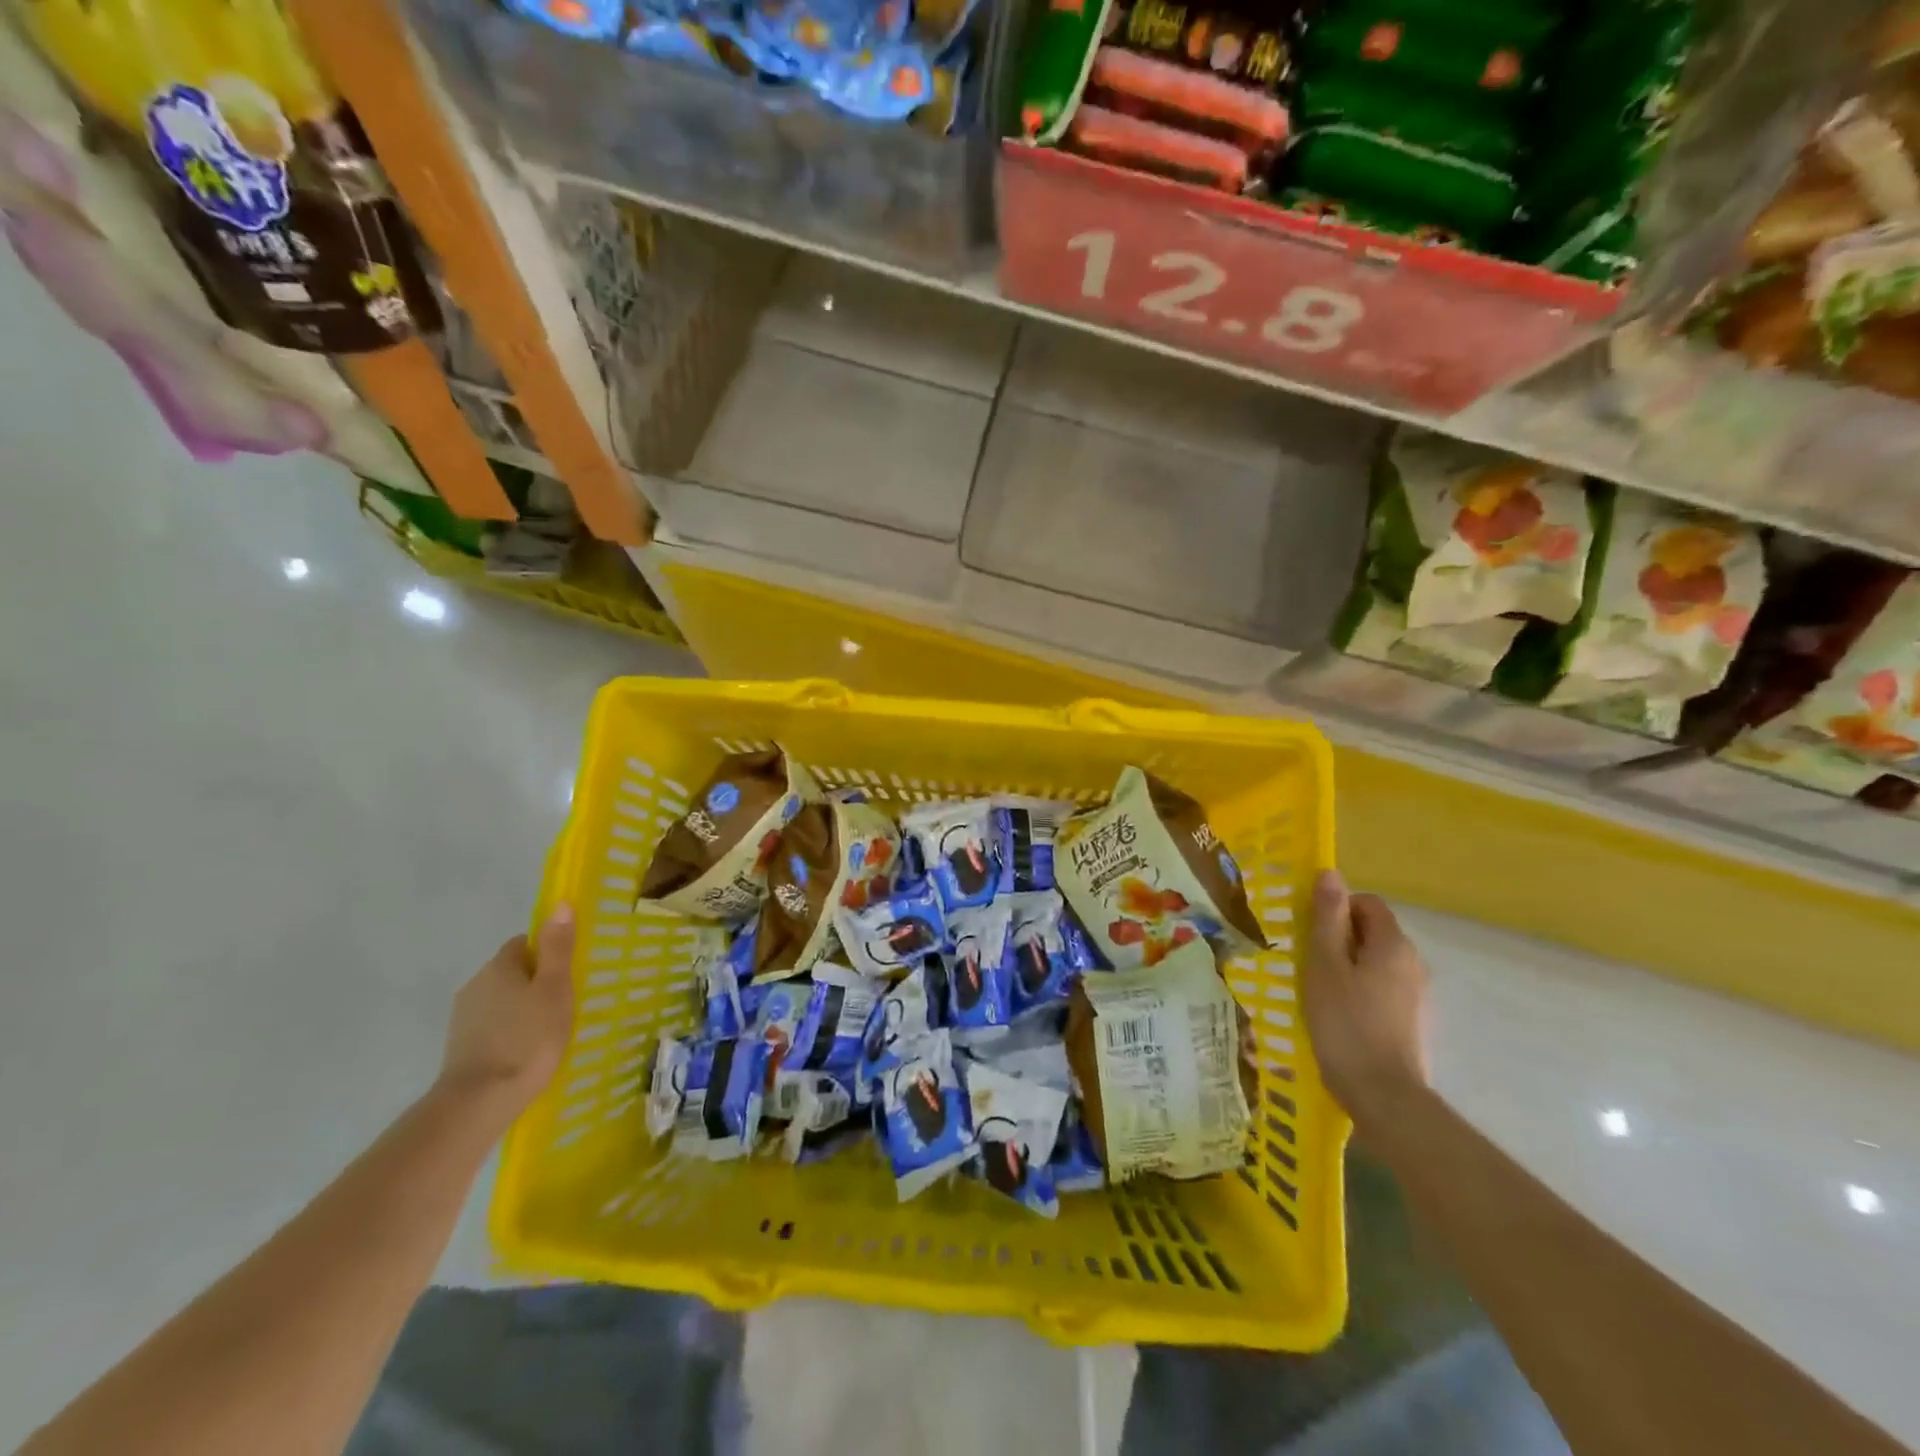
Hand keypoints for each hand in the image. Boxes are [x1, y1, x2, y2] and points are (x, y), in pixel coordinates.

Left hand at [437, 905, 576, 1121]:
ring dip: (520, 1009)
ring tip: (546, 1032)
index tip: (566, 976)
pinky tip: (524, 1052)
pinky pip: (491, 1026)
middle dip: (535, 982)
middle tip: (563, 1004)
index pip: (524, 943)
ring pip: (501, 1000)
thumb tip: (560, 904)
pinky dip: (508, 1032)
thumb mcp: (555, 988)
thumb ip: (557, 947)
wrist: (479, 1101)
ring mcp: (463, 1017)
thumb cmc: (527, 1038)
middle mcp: (475, 984)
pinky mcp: (459, 1046)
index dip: (547, 954)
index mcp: (499, 966)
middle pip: (511, 971)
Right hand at [1301, 871, 1429, 1127]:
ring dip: (1348, 966)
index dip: (1337, 909)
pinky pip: (1383, 989)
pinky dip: (1360, 991)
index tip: (1309, 931)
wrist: (1383, 1095)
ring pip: (1376, 962)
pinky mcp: (1413, 1021)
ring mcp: (1418, 994)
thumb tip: (1330, 873)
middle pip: (1373, 932)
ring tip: (1318, 990)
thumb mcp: (1324, 964)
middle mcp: (1413, 962)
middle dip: (1339, 938)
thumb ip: (1327, 918)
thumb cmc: (1345, 1022)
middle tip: (1307, 961)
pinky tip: (1339, 1016)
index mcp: (1393, 944)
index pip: (1367, 903)